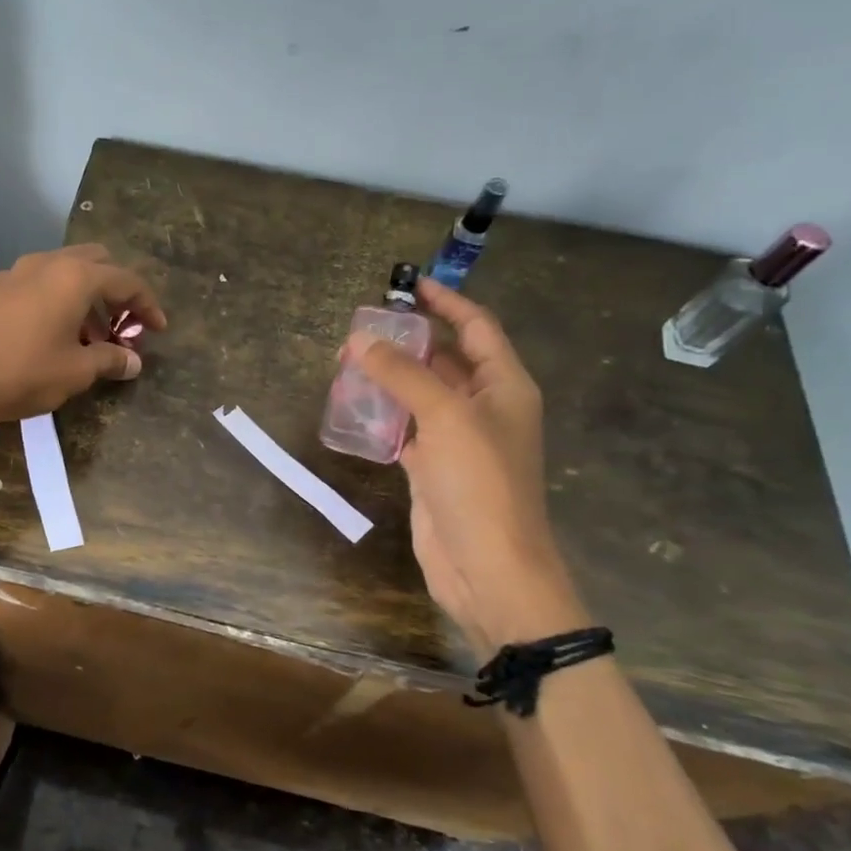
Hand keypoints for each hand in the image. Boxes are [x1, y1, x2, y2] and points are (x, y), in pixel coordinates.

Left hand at [0, 244, 166, 440]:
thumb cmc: (24, 374)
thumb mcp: (77, 372)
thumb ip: (110, 360)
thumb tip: (133, 362)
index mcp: (74, 277)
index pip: (125, 280)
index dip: (147, 304)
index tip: (158, 329)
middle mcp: (44, 264)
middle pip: (94, 263)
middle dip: (115, 292)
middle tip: (121, 327)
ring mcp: (12, 273)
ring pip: (61, 273)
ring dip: (84, 299)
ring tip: (88, 340)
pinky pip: (34, 286)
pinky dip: (53, 302)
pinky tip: (48, 336)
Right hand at [350, 281, 586, 655]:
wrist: (488, 566)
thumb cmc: (480, 484)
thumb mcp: (444, 417)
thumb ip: (402, 375)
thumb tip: (359, 341)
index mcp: (504, 386)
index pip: (476, 328)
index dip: (447, 302)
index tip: (410, 285)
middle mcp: (484, 407)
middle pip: (445, 359)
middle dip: (407, 341)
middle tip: (362, 329)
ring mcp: (457, 439)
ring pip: (420, 394)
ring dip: (389, 377)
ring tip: (347, 363)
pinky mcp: (433, 467)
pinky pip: (405, 428)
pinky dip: (382, 415)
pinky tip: (353, 407)